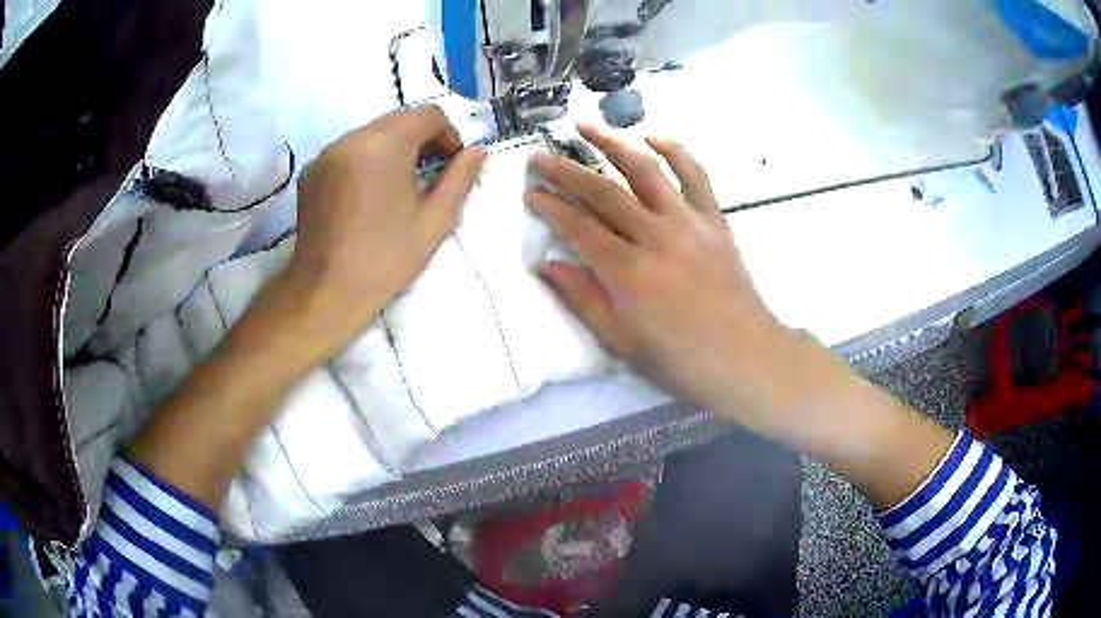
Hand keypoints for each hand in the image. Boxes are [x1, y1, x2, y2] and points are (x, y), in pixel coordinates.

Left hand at [268, 106, 486, 362]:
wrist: (326, 292)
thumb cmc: (385, 259)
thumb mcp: (434, 221)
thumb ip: (460, 179)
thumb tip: (477, 152)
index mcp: (385, 146)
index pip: (427, 114)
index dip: (448, 134)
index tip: (451, 164)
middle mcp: (352, 138)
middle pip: (398, 120)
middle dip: (420, 139)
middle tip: (428, 175)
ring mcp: (326, 153)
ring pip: (371, 133)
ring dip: (392, 148)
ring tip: (396, 186)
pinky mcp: (311, 171)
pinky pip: (348, 150)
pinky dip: (365, 160)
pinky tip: (367, 195)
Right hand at [526, 124, 812, 437]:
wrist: (747, 358)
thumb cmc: (681, 361)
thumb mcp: (622, 342)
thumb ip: (582, 299)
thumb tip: (544, 266)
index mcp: (628, 273)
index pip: (577, 227)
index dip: (549, 207)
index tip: (529, 192)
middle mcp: (655, 237)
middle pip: (602, 191)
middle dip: (565, 171)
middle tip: (538, 157)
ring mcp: (689, 223)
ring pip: (644, 171)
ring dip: (611, 143)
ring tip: (584, 126)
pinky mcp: (715, 220)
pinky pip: (696, 175)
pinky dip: (675, 151)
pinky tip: (652, 136)